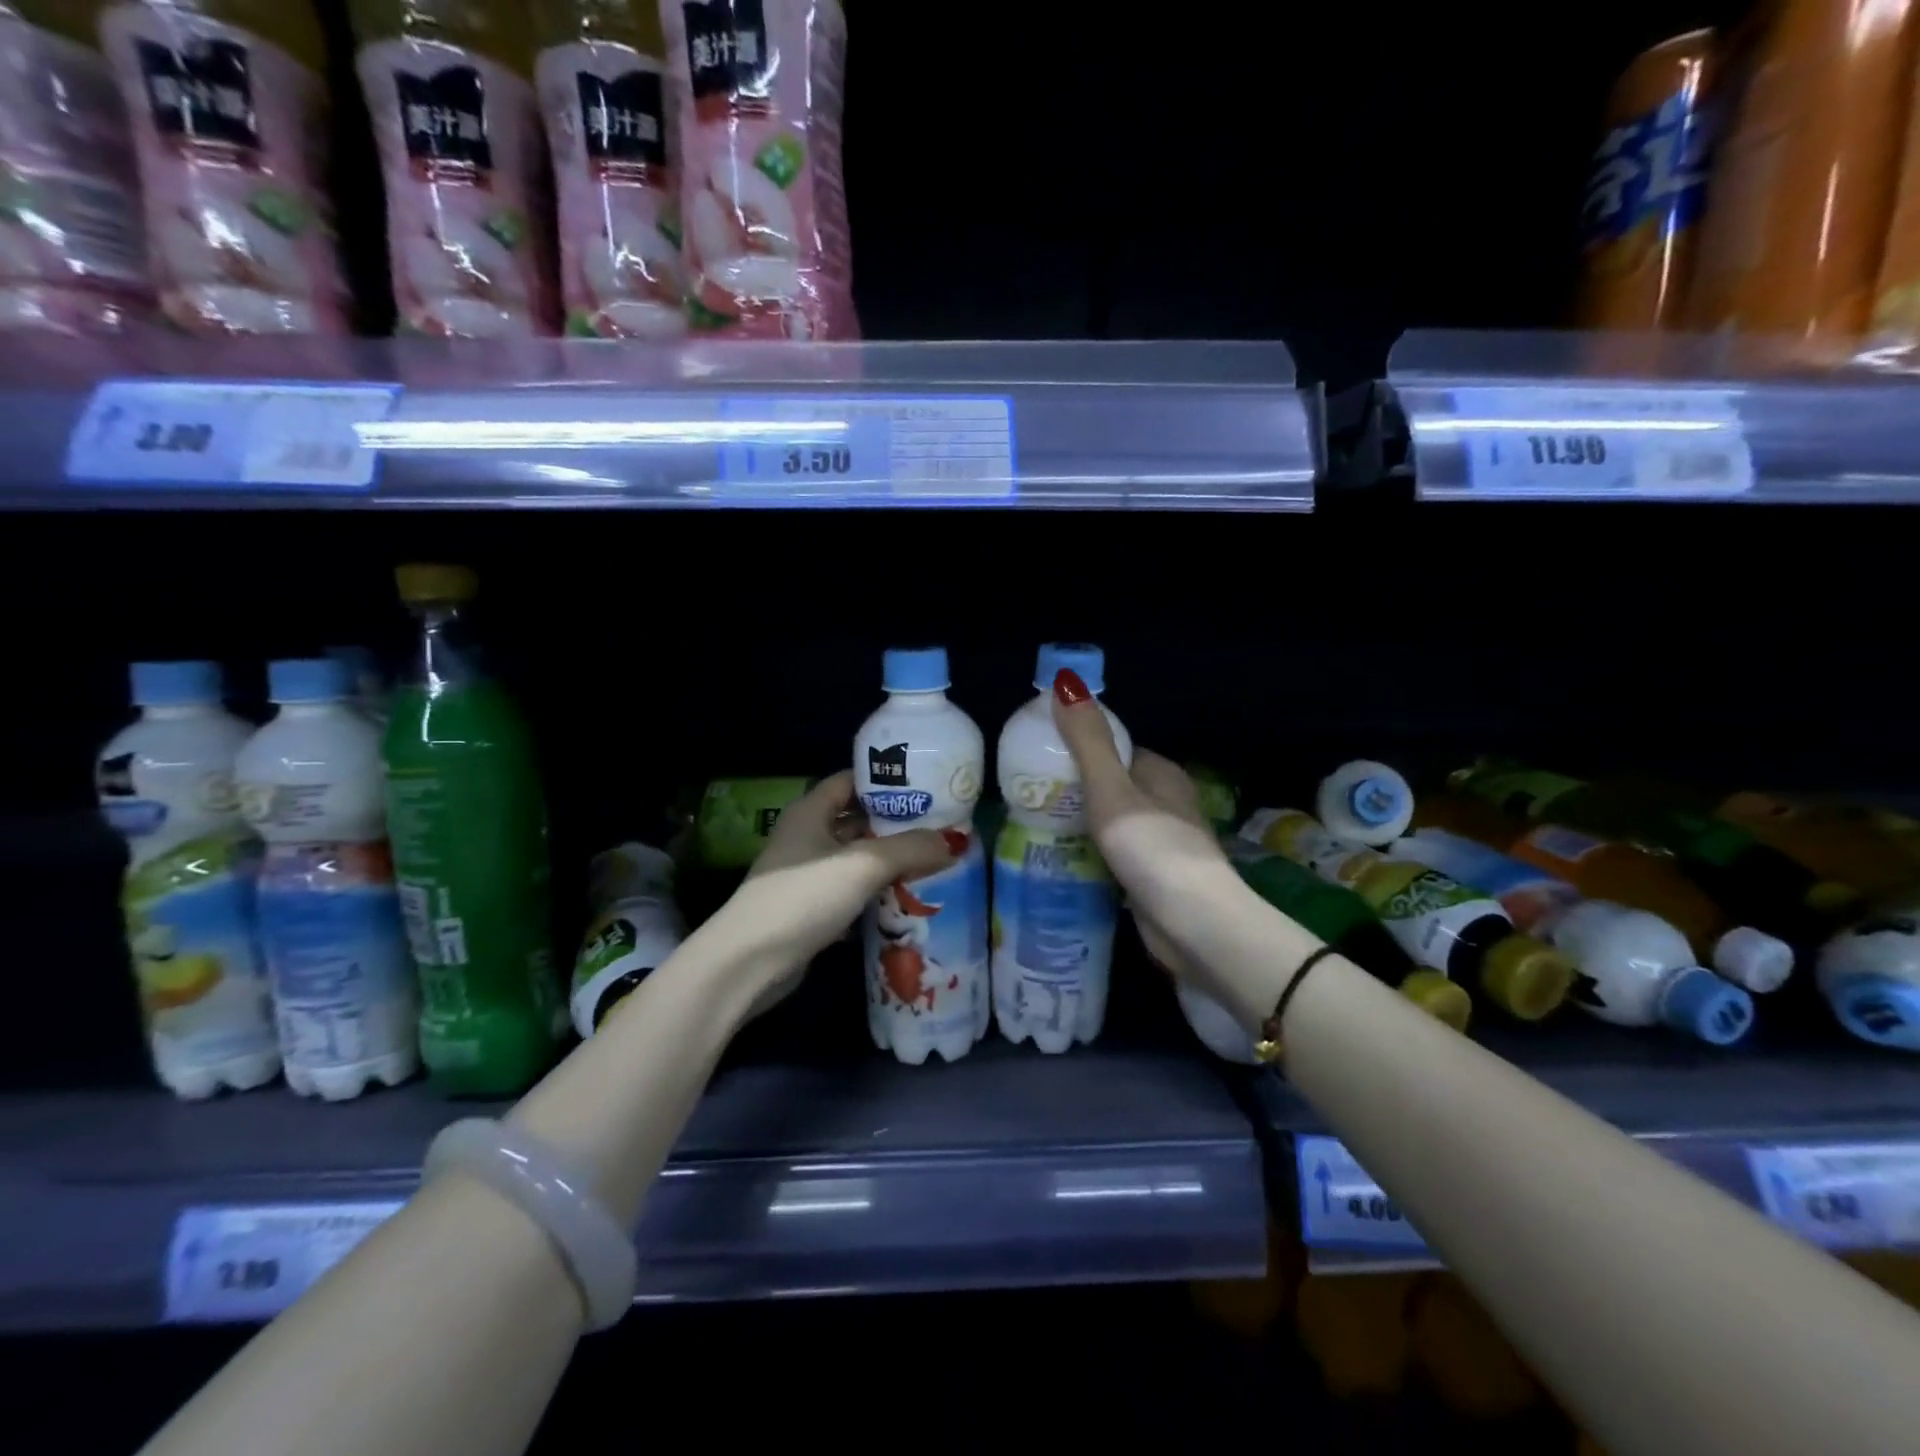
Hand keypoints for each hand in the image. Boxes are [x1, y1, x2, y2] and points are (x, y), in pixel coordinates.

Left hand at [729, 771, 966, 1008]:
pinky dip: (875, 893)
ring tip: (932, 860)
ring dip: (888, 860)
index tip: (925, 785)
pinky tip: (906, 899)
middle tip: (939, 826)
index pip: (850, 781)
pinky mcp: (810, 909)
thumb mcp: (862, 865)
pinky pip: (850, 891)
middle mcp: (806, 837)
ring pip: (855, 858)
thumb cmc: (803, 897)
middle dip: (894, 823)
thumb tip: (954, 842)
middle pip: (856, 820)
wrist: (748, 963)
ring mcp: (806, 875)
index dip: (884, 779)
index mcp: (810, 812)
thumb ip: (909, 849)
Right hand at [1050, 668, 1245, 991]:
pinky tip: (1062, 860)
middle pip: (1112, 785)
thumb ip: (1088, 741)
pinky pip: (1113, 855)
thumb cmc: (1151, 846)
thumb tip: (1066, 681)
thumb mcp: (1111, 788)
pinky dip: (1090, 855)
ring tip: (1035, 825)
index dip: (1081, 747)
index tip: (1041, 754)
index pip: (1117, 748)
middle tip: (1030, 795)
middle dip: (1075, 789)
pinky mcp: (1152, 878)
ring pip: (1111, 822)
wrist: (1192, 924)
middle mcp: (1165, 804)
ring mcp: (1160, 843)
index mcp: (1161, 774)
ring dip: (1080, 824)